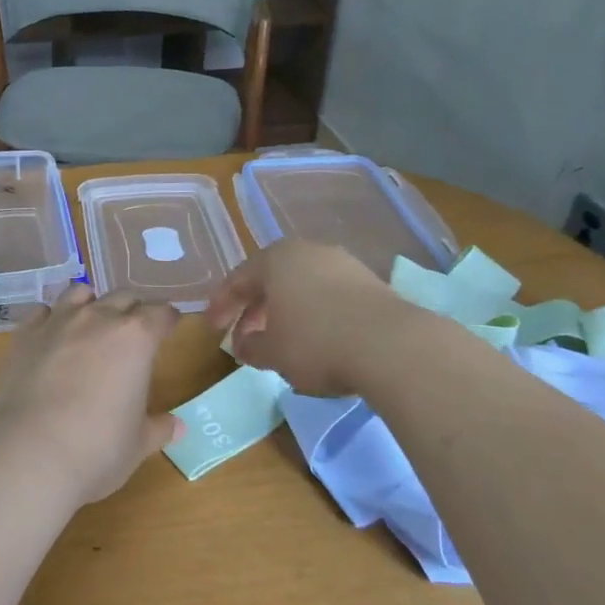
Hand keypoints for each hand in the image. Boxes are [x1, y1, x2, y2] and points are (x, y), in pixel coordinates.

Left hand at [0, 286, 184, 506]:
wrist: (30, 453)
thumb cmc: (97, 449)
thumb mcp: (138, 444)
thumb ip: (158, 428)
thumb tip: (177, 426)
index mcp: (136, 338)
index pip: (161, 313)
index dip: (167, 319)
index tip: (169, 327)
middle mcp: (98, 318)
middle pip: (123, 297)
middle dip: (132, 310)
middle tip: (133, 332)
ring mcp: (58, 321)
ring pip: (80, 293)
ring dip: (91, 304)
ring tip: (91, 325)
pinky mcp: (25, 334)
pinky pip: (43, 312)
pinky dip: (51, 319)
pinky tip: (52, 337)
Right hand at [204, 240, 403, 395]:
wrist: (392, 346)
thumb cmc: (316, 343)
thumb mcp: (272, 352)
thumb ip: (250, 347)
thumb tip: (243, 345)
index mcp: (276, 259)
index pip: (238, 279)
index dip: (221, 305)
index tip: (212, 328)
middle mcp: (308, 251)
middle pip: (271, 279)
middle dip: (254, 310)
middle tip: (244, 338)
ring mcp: (343, 264)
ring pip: (301, 286)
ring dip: (285, 312)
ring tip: (280, 341)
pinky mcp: (371, 282)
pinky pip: (329, 295)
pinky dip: (314, 314)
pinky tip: (316, 340)